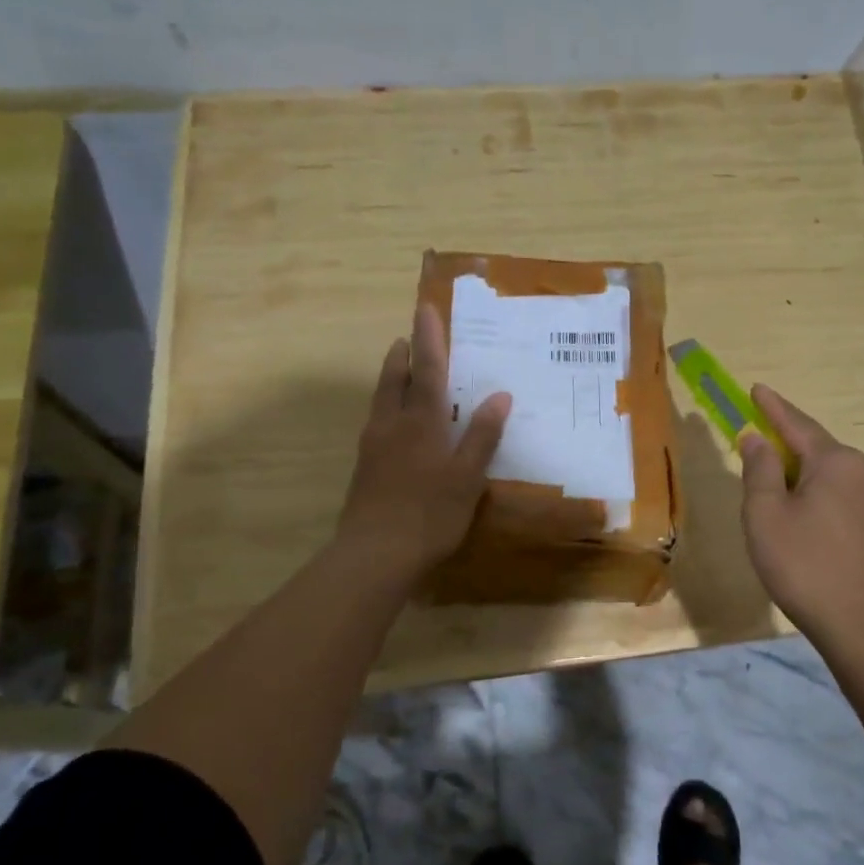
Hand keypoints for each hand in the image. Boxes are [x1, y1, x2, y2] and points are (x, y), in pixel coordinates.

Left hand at [336, 304, 510, 580]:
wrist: (374, 555)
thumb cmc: (429, 514)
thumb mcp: (466, 477)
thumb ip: (482, 436)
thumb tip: (500, 395)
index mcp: (420, 423)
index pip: (426, 370)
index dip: (429, 339)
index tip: (425, 309)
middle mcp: (391, 425)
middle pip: (393, 379)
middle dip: (402, 356)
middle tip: (409, 338)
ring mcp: (372, 447)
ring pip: (380, 400)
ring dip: (390, 379)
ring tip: (400, 371)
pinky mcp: (364, 468)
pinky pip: (377, 423)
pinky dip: (387, 408)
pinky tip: (395, 424)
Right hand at [738, 384, 863, 645]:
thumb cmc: (805, 565)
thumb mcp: (766, 514)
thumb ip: (759, 470)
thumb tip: (756, 438)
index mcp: (837, 462)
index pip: (797, 424)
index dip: (772, 407)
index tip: (756, 388)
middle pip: (816, 449)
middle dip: (784, 446)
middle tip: (755, 446)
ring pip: (830, 475)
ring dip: (800, 476)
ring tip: (773, 491)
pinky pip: (842, 496)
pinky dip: (817, 496)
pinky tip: (802, 517)